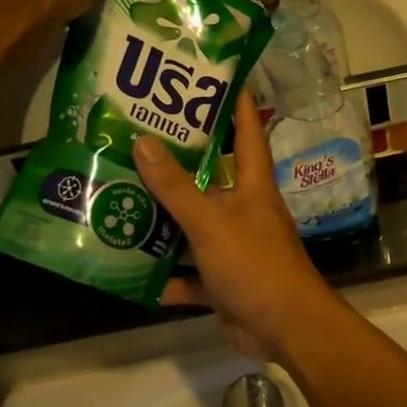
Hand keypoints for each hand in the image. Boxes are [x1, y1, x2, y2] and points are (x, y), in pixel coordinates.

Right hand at [133, 92, 342, 376]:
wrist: (285, 329)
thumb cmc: (255, 264)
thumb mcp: (211, 222)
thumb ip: (176, 188)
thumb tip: (143, 142)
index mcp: (253, 185)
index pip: (248, 132)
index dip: (236, 104)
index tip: (215, 77)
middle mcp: (244, 210)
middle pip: (211, 178)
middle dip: (179, 162)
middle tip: (137, 139)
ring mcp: (234, 247)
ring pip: (194, 226)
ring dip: (164, 220)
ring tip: (121, 198)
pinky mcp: (224, 282)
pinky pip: (189, 273)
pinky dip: (167, 275)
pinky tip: (132, 270)